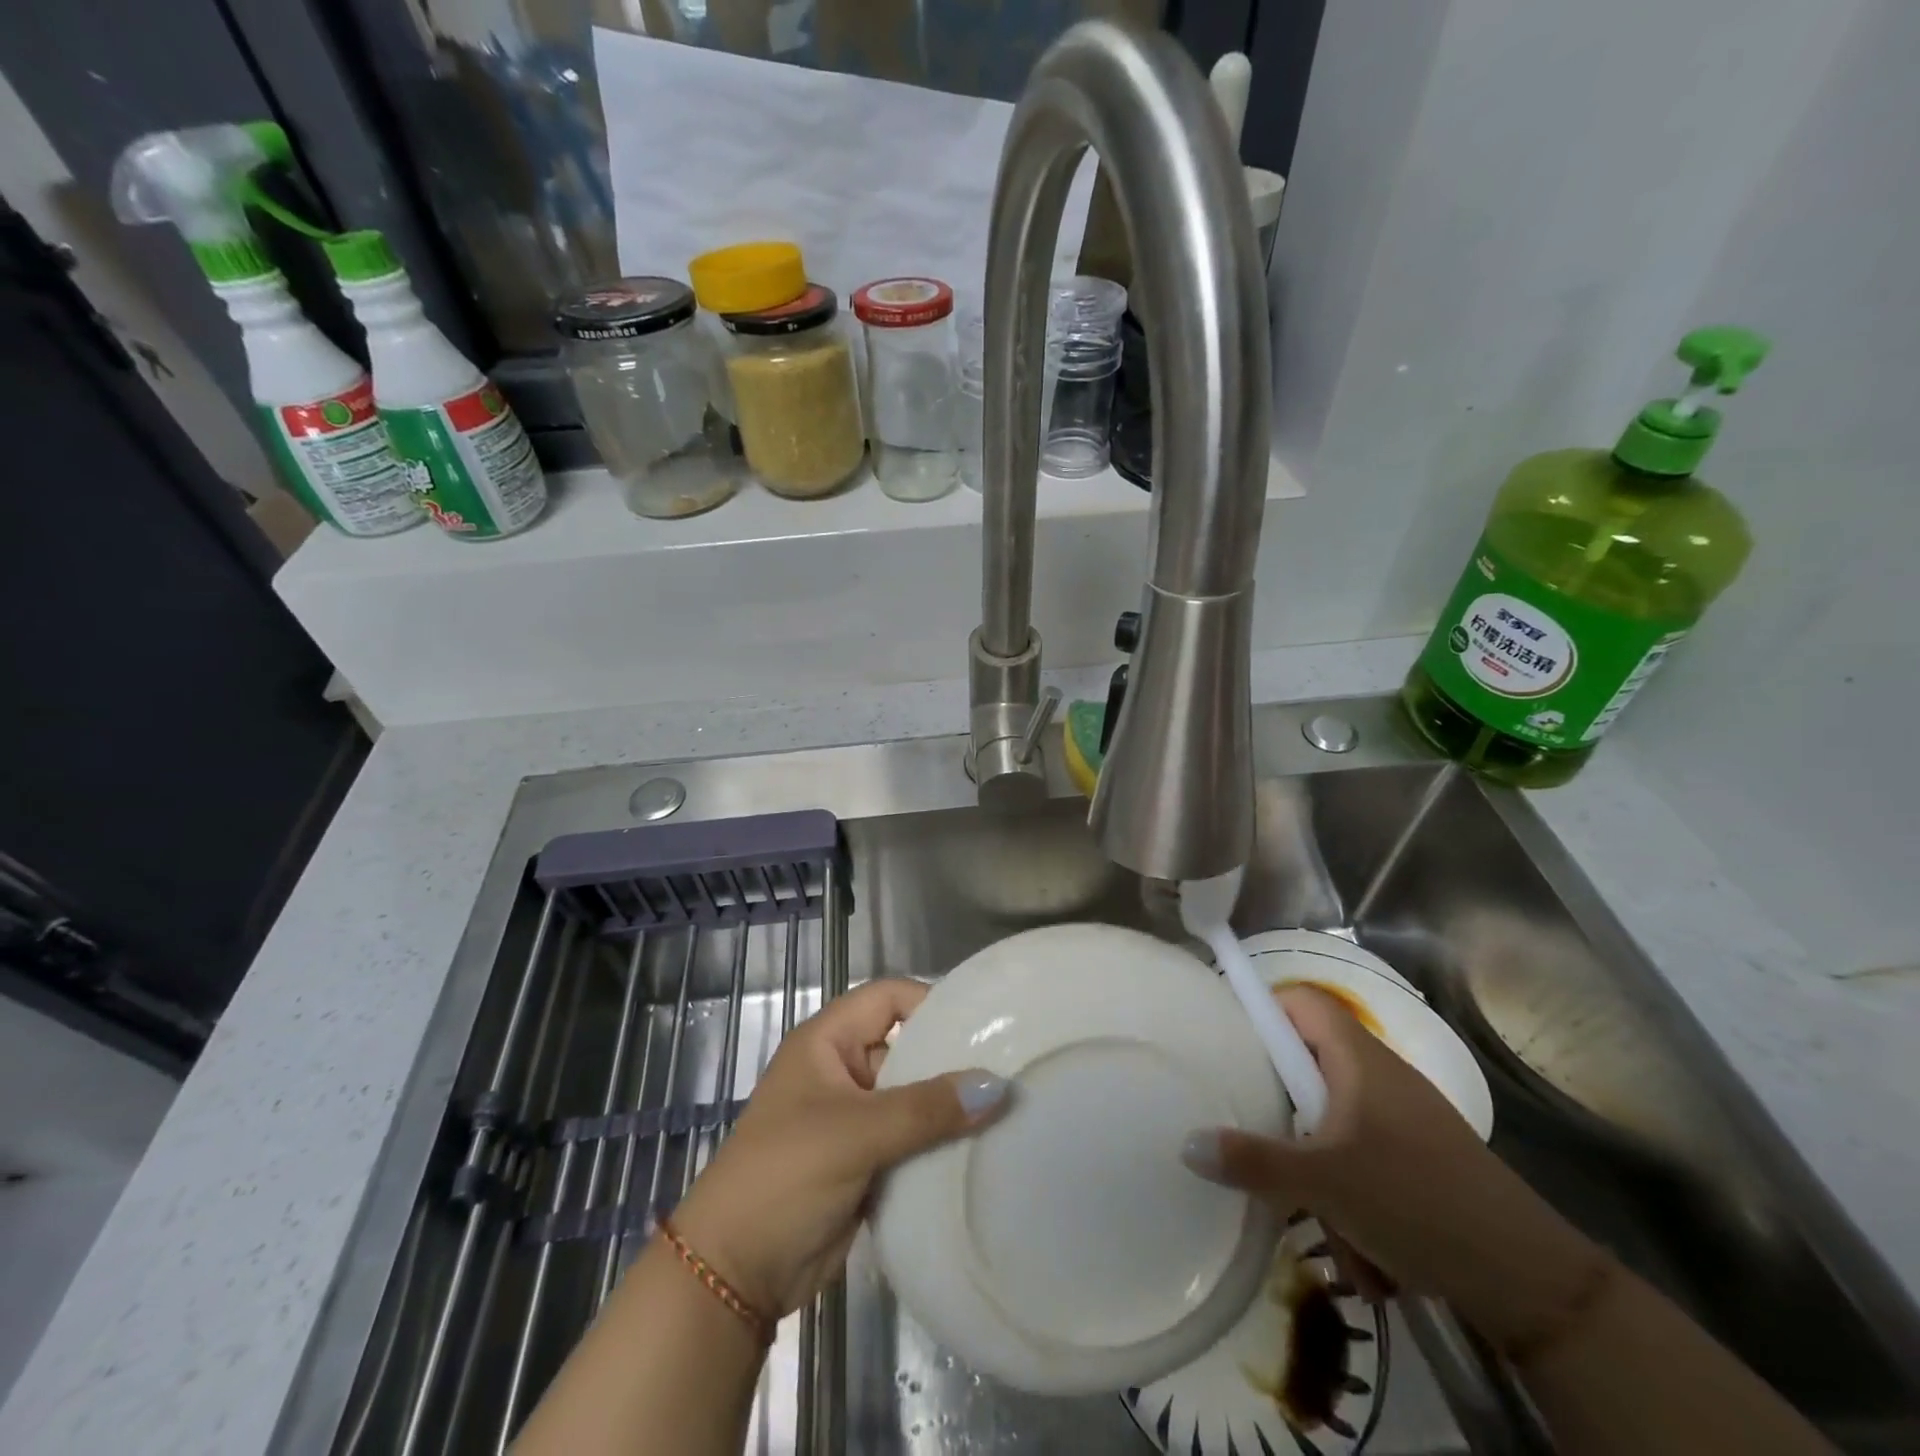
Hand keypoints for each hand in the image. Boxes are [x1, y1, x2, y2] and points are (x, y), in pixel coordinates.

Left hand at [671, 978, 1006, 1317]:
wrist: (733, 1275)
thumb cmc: (785, 1176)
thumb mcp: (857, 1133)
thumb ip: (927, 1109)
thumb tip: (998, 1086)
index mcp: (828, 1041)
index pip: (888, 998)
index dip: (931, 1002)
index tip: (983, 1023)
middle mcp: (842, 1070)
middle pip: (906, 1046)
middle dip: (951, 1058)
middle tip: (1008, 1069)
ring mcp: (854, 1117)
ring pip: (912, 1097)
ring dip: (949, 1106)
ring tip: (1007, 1110)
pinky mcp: (865, 1161)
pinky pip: (911, 1138)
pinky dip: (940, 1143)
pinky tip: (982, 1149)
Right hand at [1182, 986, 1602, 1348]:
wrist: (1530, 1279)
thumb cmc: (1415, 1199)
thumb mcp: (1322, 1182)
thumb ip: (1253, 1161)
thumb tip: (1186, 1144)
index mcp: (1357, 1057)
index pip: (1300, 1000)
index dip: (1262, 1009)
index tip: (1227, 1042)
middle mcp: (1379, 1075)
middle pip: (1309, 1065)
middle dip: (1282, 1110)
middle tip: (1253, 1132)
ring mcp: (1403, 1118)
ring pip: (1333, 1122)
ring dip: (1317, 1167)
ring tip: (1317, 1216)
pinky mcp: (1419, 1159)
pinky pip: (1363, 1158)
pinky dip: (1351, 1194)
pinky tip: (1361, 1247)